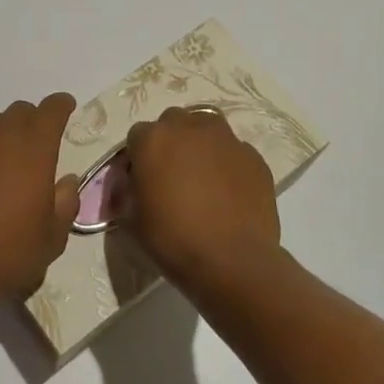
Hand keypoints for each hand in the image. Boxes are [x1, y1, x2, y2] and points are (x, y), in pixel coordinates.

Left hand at [0, 95, 81, 313]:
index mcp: (32, 149)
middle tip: (35, 145)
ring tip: (0, 159)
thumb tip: (66, 181)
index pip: (51, 110)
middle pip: (17, 111)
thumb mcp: (52, 237)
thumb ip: (64, 202)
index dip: (61, 106)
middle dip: (31, 121)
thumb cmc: (9, 254)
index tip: (66, 108)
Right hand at [125, 107, 279, 291]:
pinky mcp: (254, 157)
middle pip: (173, 122)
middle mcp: (189, 128)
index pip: (137, 135)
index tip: (142, 180)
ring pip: (207, 127)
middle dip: (170, 142)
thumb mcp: (132, 219)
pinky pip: (234, 151)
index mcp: (153, 140)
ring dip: (200, 142)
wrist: (232, 261)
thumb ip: (129, 191)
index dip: (138, 157)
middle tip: (172, 174)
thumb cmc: (173, 239)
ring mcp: (226, 140)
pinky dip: (227, 163)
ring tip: (202, 174)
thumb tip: (134, 184)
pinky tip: (228, 191)